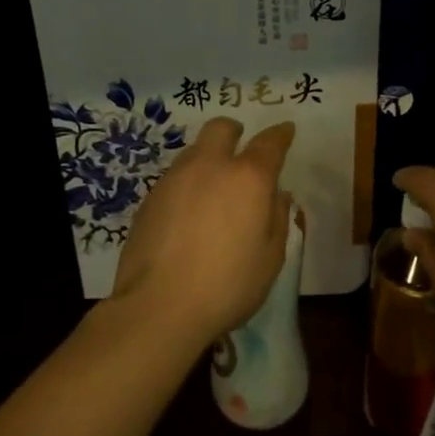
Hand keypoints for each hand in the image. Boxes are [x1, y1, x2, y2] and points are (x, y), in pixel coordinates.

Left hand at [112, 117, 295, 342]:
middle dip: (234, 132)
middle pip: (221, 128)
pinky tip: (188, 215)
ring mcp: (174, 179)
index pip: (269, 143)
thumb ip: (277, 218)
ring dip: (208, 159)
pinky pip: (174, 179)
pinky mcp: (149, 199)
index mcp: (247, 178)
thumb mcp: (270, 258)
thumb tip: (277, 196)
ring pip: (194, 151)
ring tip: (214, 190)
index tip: (286, 131)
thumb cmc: (227, 285)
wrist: (158, 307)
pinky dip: (187, 185)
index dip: (280, 134)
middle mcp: (209, 167)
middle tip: (241, 149)